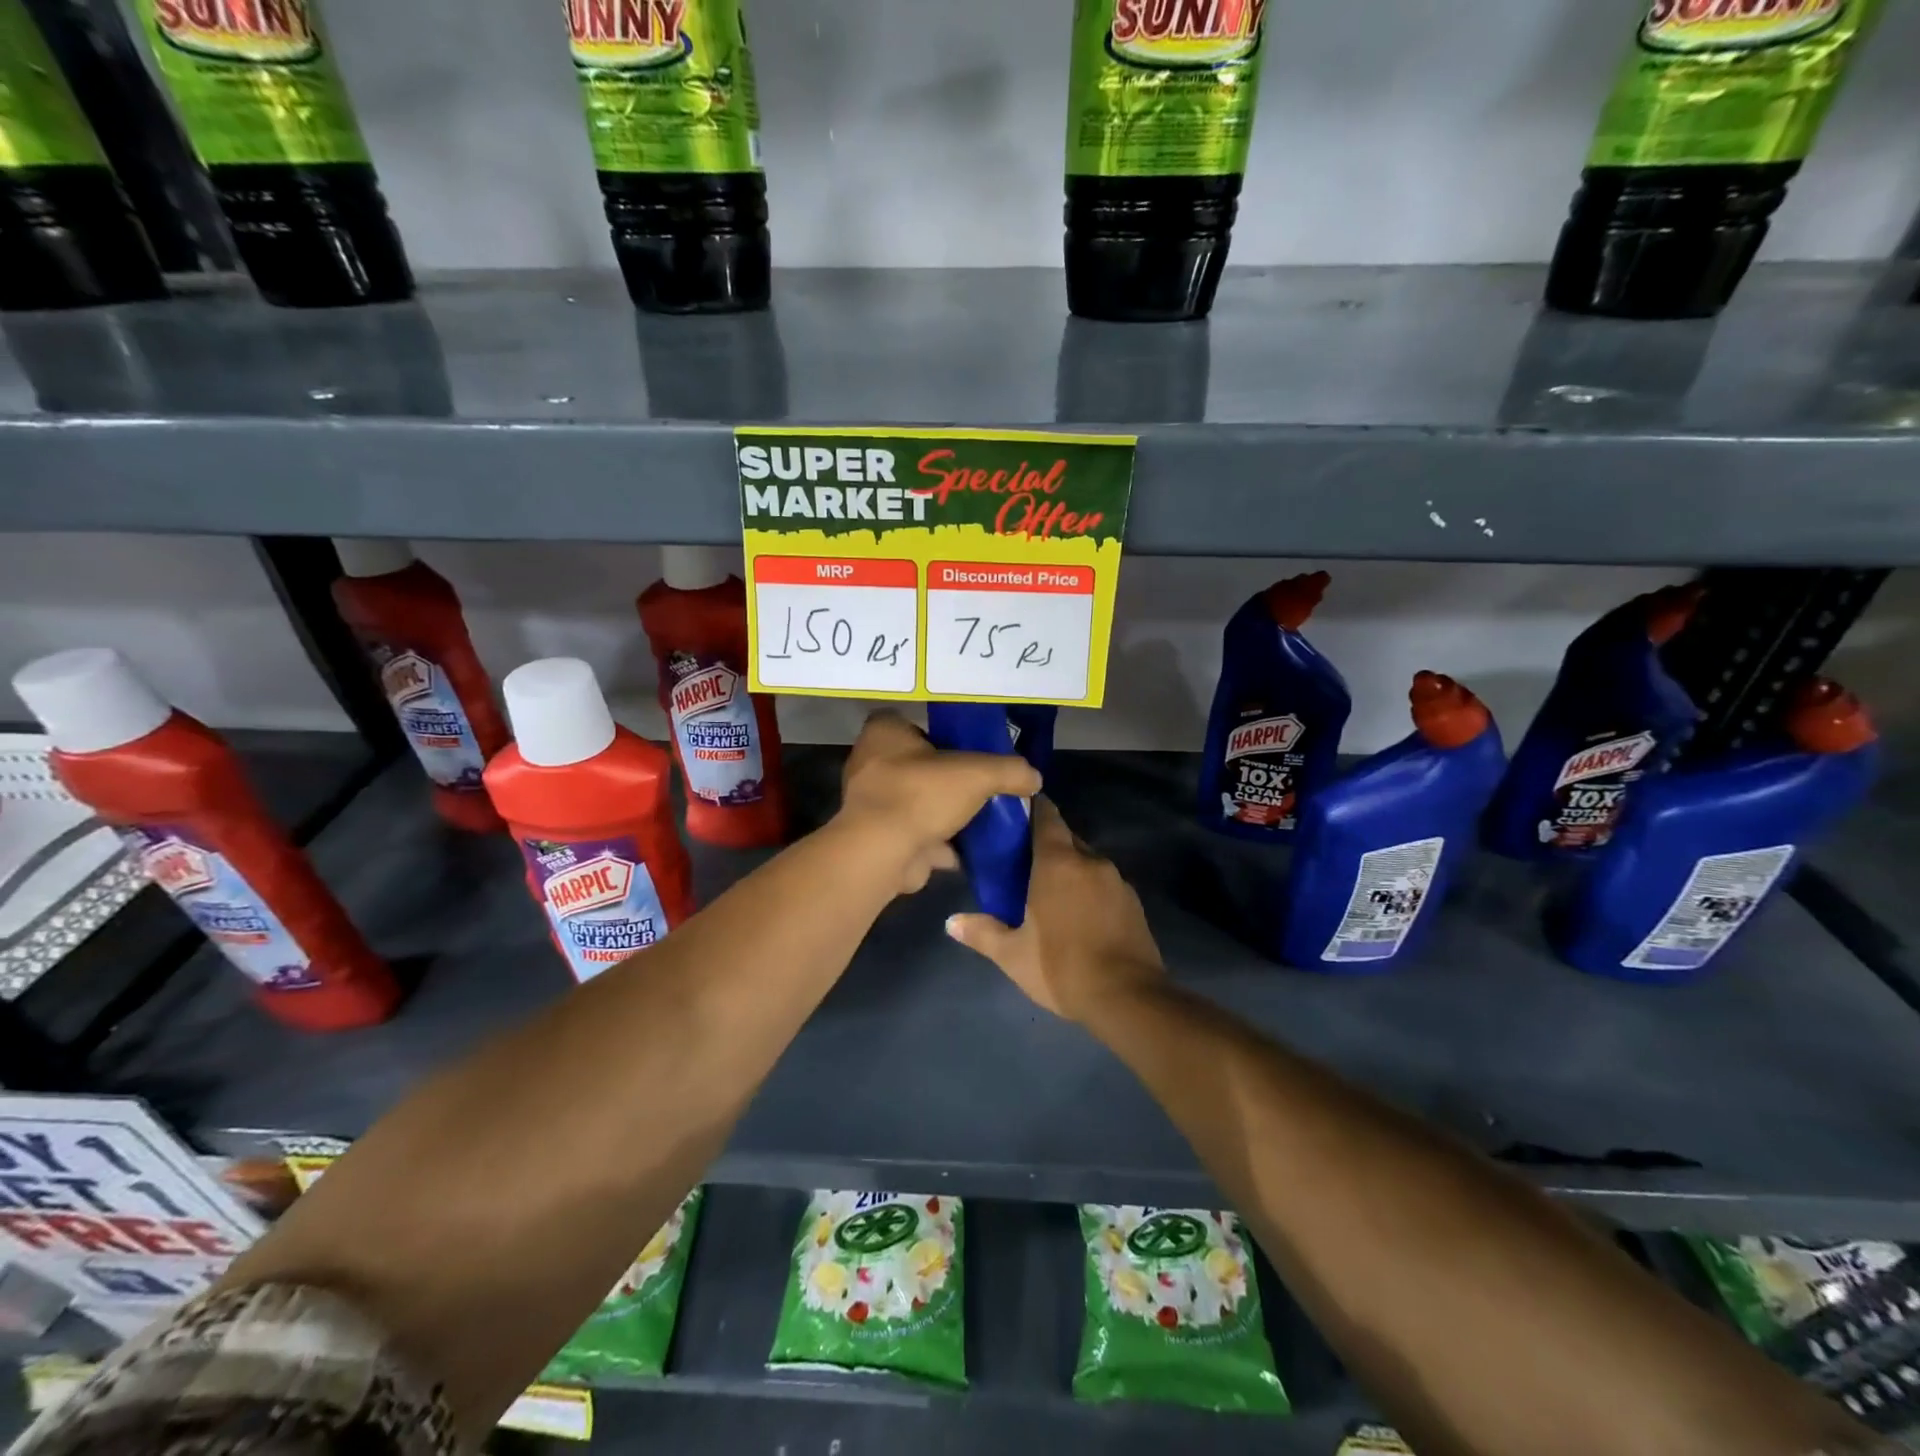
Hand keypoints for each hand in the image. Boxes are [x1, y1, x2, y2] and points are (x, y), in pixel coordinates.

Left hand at [838, 711, 1040, 894]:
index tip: (962, 747)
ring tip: (976, 818)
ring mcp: (871, 804)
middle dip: (944, 777)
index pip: (907, 722)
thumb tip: (1034, 777)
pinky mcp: (877, 838)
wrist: (883, 854)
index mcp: (883, 733)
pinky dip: (936, 842)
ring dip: (941, 812)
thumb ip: (1009, 770)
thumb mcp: (978, 773)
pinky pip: (913, 834)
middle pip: (915, 764)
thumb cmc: (921, 794)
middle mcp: (870, 763)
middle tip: (976, 784)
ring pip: (915, 801)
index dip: (934, 732)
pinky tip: (965, 849)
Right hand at [945, 797, 1163, 1022]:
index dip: (1032, 809)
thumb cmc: (1061, 968)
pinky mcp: (1134, 902)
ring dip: (1071, 869)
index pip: (1046, 816)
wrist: (1128, 998)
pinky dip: (1090, 889)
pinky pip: (1105, 883)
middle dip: (1047, 844)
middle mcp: (1090, 861)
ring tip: (1051, 891)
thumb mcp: (1013, 955)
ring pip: (1088, 862)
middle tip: (1024, 862)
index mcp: (1058, 863)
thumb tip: (951, 923)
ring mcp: (1117, 880)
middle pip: (1066, 838)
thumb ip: (982, 933)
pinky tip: (1080, 914)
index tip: (1016, 812)